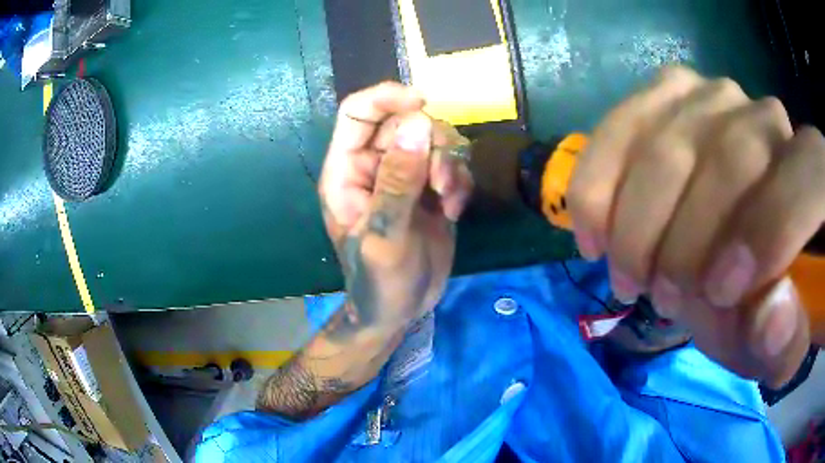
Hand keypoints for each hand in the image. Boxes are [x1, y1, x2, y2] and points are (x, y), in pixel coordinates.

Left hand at [318, 82, 472, 339]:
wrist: (401, 310)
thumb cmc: (379, 281)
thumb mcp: (384, 235)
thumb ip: (398, 181)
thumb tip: (418, 124)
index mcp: (347, 171)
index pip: (357, 112)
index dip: (386, 97)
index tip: (422, 102)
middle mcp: (374, 165)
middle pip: (406, 122)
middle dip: (432, 144)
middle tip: (441, 181)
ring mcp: (404, 175)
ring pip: (434, 139)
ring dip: (450, 165)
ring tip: (448, 201)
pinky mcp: (430, 188)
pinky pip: (452, 163)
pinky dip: (460, 182)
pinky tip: (453, 211)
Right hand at [568, 67, 824, 385]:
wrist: (741, 245)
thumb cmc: (764, 296)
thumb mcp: (778, 342)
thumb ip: (784, 341)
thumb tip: (773, 312)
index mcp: (813, 176)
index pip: (800, 185)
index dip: (764, 237)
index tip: (718, 295)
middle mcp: (769, 117)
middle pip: (728, 159)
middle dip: (685, 242)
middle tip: (659, 296)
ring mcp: (713, 95)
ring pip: (667, 143)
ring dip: (636, 221)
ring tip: (627, 270)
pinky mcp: (667, 92)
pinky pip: (621, 127)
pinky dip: (598, 183)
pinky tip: (594, 229)